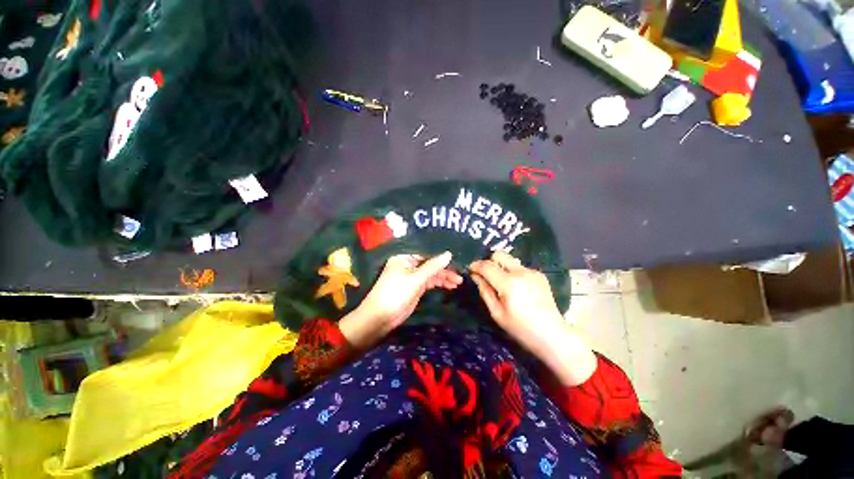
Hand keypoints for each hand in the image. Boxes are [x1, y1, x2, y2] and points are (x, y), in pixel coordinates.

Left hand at [339, 252, 462, 348]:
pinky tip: (449, 286)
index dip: (441, 258)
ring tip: (458, 283)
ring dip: (444, 278)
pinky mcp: (415, 287)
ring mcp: (412, 277)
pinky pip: (429, 282)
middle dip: (444, 271)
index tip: (456, 261)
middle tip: (459, 278)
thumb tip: (449, 253)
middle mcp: (408, 265)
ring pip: (431, 274)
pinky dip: (439, 284)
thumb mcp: (415, 279)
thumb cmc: (395, 293)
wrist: (381, 317)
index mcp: (404, 258)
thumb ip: (433, 266)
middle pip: (430, 265)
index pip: (426, 254)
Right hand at [470, 252, 596, 385]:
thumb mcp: (497, 313)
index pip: (487, 266)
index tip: (471, 269)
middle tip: (487, 275)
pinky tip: (517, 288)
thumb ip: (485, 291)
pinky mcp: (540, 275)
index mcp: (509, 284)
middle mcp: (521, 272)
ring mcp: (532, 272)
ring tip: (502, 283)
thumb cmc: (521, 328)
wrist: (552, 334)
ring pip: (510, 260)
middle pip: (499, 255)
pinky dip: (513, 273)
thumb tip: (476, 276)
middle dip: (489, 262)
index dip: (476, 265)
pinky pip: (520, 267)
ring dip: (501, 267)